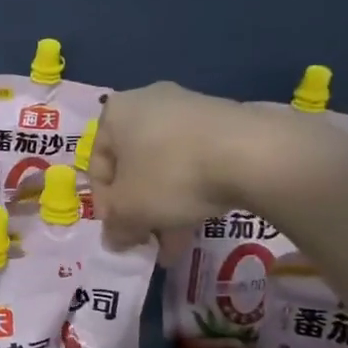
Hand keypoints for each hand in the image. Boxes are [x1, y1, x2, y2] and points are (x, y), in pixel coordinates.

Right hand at [90, 82, 261, 249]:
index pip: (97, 165)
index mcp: (116, 113)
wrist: (250, 152)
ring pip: (166, 167)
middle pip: (134, 167)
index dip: (105, 205)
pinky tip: (199, 223)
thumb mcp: (130, 210)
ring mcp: (189, 108)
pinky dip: (192, 191)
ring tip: (175, 245)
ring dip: (165, 207)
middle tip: (146, 241)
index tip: (119, 232)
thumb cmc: (170, 175)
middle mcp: (149, 102)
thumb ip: (115, 226)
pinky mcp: (223, 121)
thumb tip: (113, 239)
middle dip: (139, 209)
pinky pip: (196, 161)